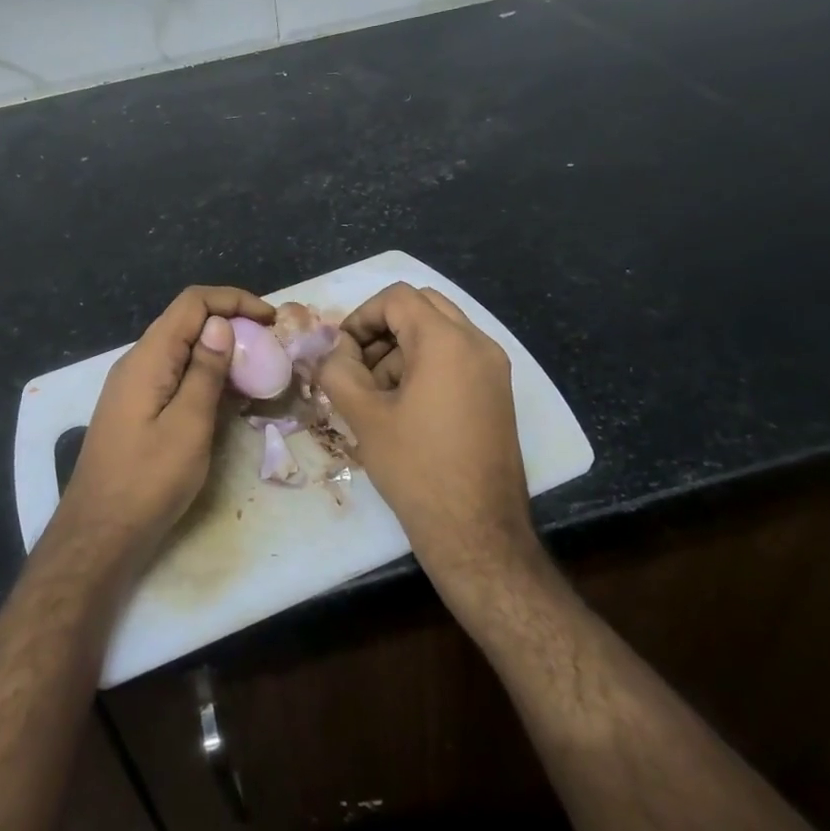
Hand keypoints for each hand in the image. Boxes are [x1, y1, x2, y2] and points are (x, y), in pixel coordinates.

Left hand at [58, 285, 273, 570]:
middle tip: (271, 346)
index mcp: (149, 357)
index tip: (271, 320)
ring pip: (182, 349)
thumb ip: (205, 371)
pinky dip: (205, 375)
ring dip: (221, 352)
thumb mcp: (189, 425)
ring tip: (259, 370)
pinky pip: (175, 375)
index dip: (234, 300)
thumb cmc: (148, 480)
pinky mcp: (137, 408)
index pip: (192, 303)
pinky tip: (230, 397)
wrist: (100, 533)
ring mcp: (135, 385)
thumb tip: (221, 324)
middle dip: (232, 323)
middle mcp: (138, 361)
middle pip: (187, 321)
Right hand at [318, 282, 540, 595]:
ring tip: (377, 395)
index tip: (341, 352)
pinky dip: (426, 365)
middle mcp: (478, 343)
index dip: (361, 317)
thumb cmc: (416, 468)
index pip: (397, 298)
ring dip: (403, 349)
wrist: (477, 532)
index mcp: (447, 341)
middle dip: (383, 329)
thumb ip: (338, 370)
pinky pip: (456, 357)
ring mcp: (494, 369)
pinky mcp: (497, 393)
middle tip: (358, 365)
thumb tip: (332, 351)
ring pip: (440, 332)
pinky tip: (405, 407)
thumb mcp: (364, 415)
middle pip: (422, 307)